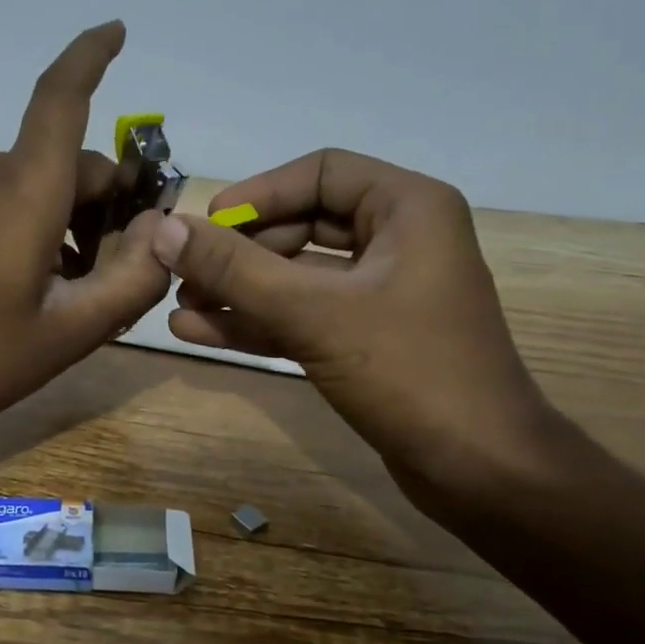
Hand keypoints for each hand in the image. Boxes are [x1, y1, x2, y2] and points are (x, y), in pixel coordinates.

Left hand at [0, 21, 170, 449]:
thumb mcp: (72, 331)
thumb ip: (133, 278)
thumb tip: (160, 232)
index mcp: (25, 191)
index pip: (61, 97)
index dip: (90, 55)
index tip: (118, 30)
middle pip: (73, 163)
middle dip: (111, 205)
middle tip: (124, 274)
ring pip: (45, 185)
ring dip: (78, 224)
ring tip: (82, 294)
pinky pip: (12, 203)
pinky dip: (45, 229)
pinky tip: (44, 288)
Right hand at [150, 148, 551, 501]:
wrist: (480, 470)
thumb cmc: (409, 372)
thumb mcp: (314, 313)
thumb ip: (235, 270)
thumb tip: (164, 229)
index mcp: (408, 208)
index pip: (320, 173)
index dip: (259, 195)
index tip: (206, 224)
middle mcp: (399, 240)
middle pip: (303, 225)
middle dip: (241, 253)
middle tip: (185, 276)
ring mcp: (384, 293)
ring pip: (299, 277)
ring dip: (242, 291)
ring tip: (182, 309)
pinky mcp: (370, 339)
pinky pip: (307, 315)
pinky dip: (260, 322)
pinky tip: (202, 333)